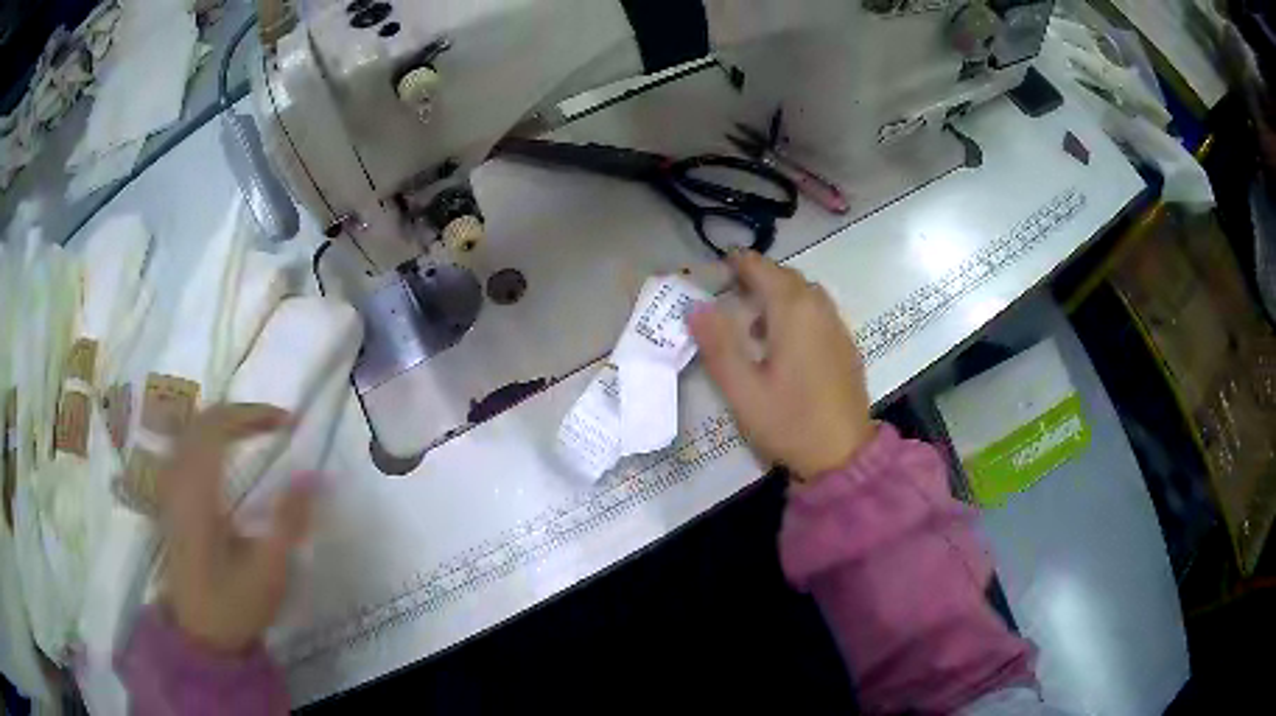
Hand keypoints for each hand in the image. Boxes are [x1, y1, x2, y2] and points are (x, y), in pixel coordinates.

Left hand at [156, 404, 310, 653]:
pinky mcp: (170, 502)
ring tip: (252, 432)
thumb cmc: (235, 605)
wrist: (200, 636)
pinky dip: (205, 439)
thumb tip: (314, 474)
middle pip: (201, 422)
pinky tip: (220, 455)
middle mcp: (179, 482)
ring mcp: (170, 490)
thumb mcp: (269, 571)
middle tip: (273, 424)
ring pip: (188, 432)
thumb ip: (289, 520)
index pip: (218, 427)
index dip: (252, 415)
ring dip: (221, 422)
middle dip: (239, 413)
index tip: (287, 422)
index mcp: (199, 494)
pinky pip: (183, 450)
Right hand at [689, 251, 873, 481]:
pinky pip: (818, 312)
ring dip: (779, 294)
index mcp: (793, 311)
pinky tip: (784, 343)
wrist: (844, 455)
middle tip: (730, 292)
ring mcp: (837, 326)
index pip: (763, 269)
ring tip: (754, 319)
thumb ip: (718, 345)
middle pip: (787, 277)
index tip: (718, 266)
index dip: (739, 263)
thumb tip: (695, 307)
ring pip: (805, 293)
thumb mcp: (743, 390)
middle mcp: (819, 308)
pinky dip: (797, 312)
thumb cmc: (789, 422)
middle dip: (759, 277)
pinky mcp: (846, 345)